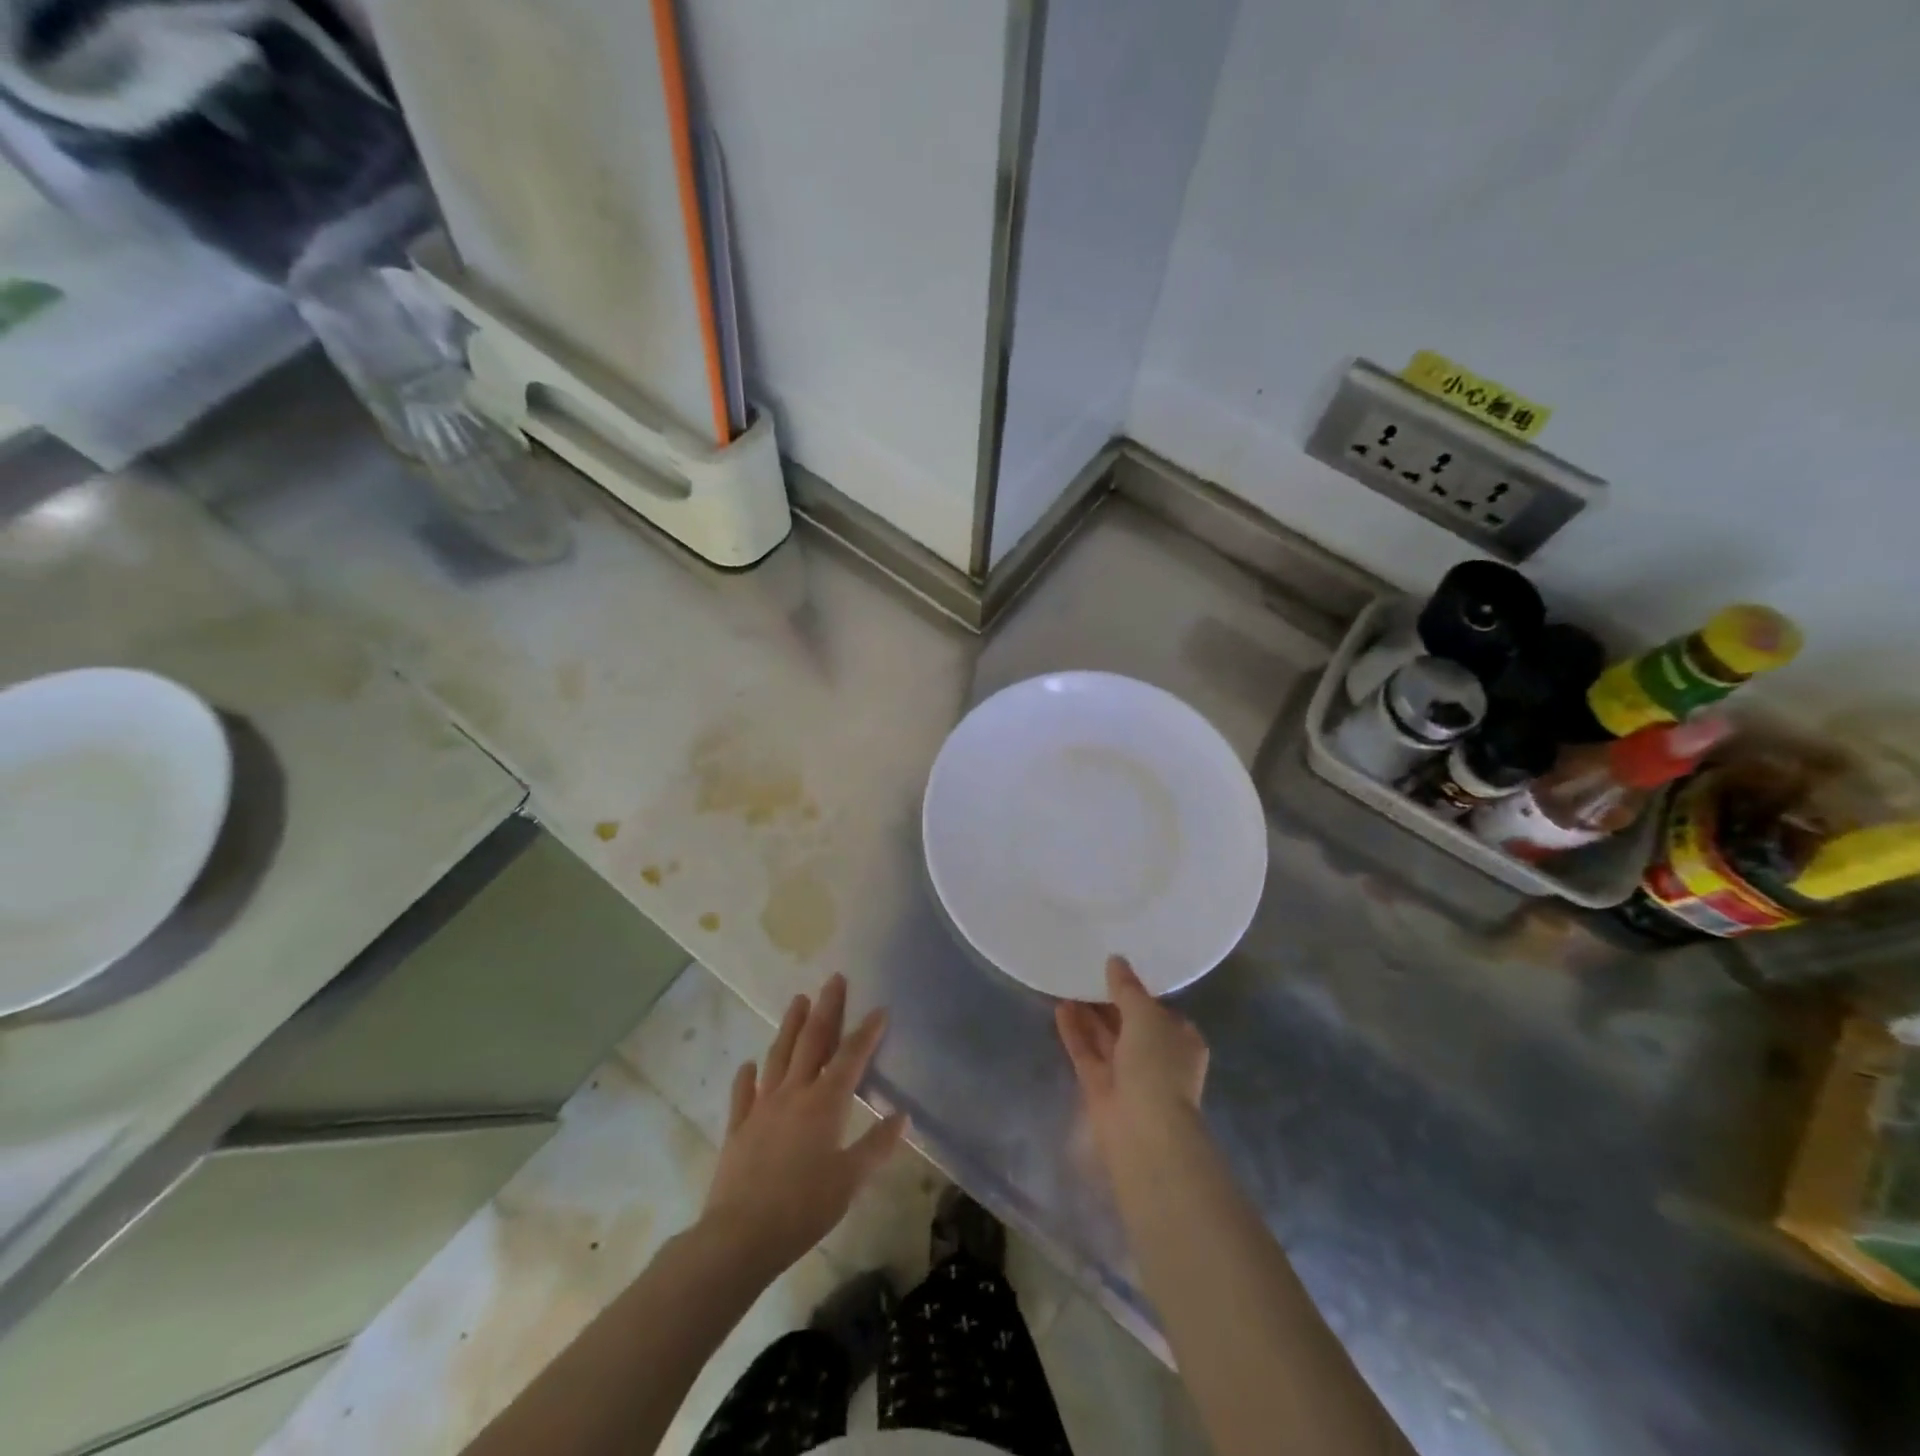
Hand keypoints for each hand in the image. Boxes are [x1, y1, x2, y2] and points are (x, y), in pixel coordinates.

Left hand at [701, 975, 908, 1274]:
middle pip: (812, 1042)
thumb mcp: (850, 1181)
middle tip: (834, 980)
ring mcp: (762, 1108)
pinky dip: (746, 1077)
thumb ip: (876, 1146)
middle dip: (826, 1009)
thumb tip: (902, 1115)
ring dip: (789, 1026)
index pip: (851, 1057)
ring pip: (778, 1056)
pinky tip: (749, 1064)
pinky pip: (743, 1094)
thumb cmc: (803, 1208)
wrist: (739, 1236)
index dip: (867, 1032)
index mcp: (824, 1103)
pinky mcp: (739, 1128)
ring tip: (798, 1000)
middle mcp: (793, 1094)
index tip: (879, 1008)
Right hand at [1056, 956, 1209, 1170]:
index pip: (1159, 1009)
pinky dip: (1075, 1032)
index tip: (1115, 968)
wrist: (1144, 1131)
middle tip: (1085, 971)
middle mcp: (1157, 1057)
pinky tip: (1060, 1008)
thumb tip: (1116, 960)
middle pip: (1129, 1023)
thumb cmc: (1157, 1065)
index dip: (1137, 990)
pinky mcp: (1101, 1088)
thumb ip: (1127, 987)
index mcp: (1180, 1039)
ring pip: (1106, 1038)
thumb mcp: (1145, 1015)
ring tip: (1067, 983)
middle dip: (1108, 1001)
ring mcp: (1128, 1075)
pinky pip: (1087, 1053)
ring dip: (1088, 1014)